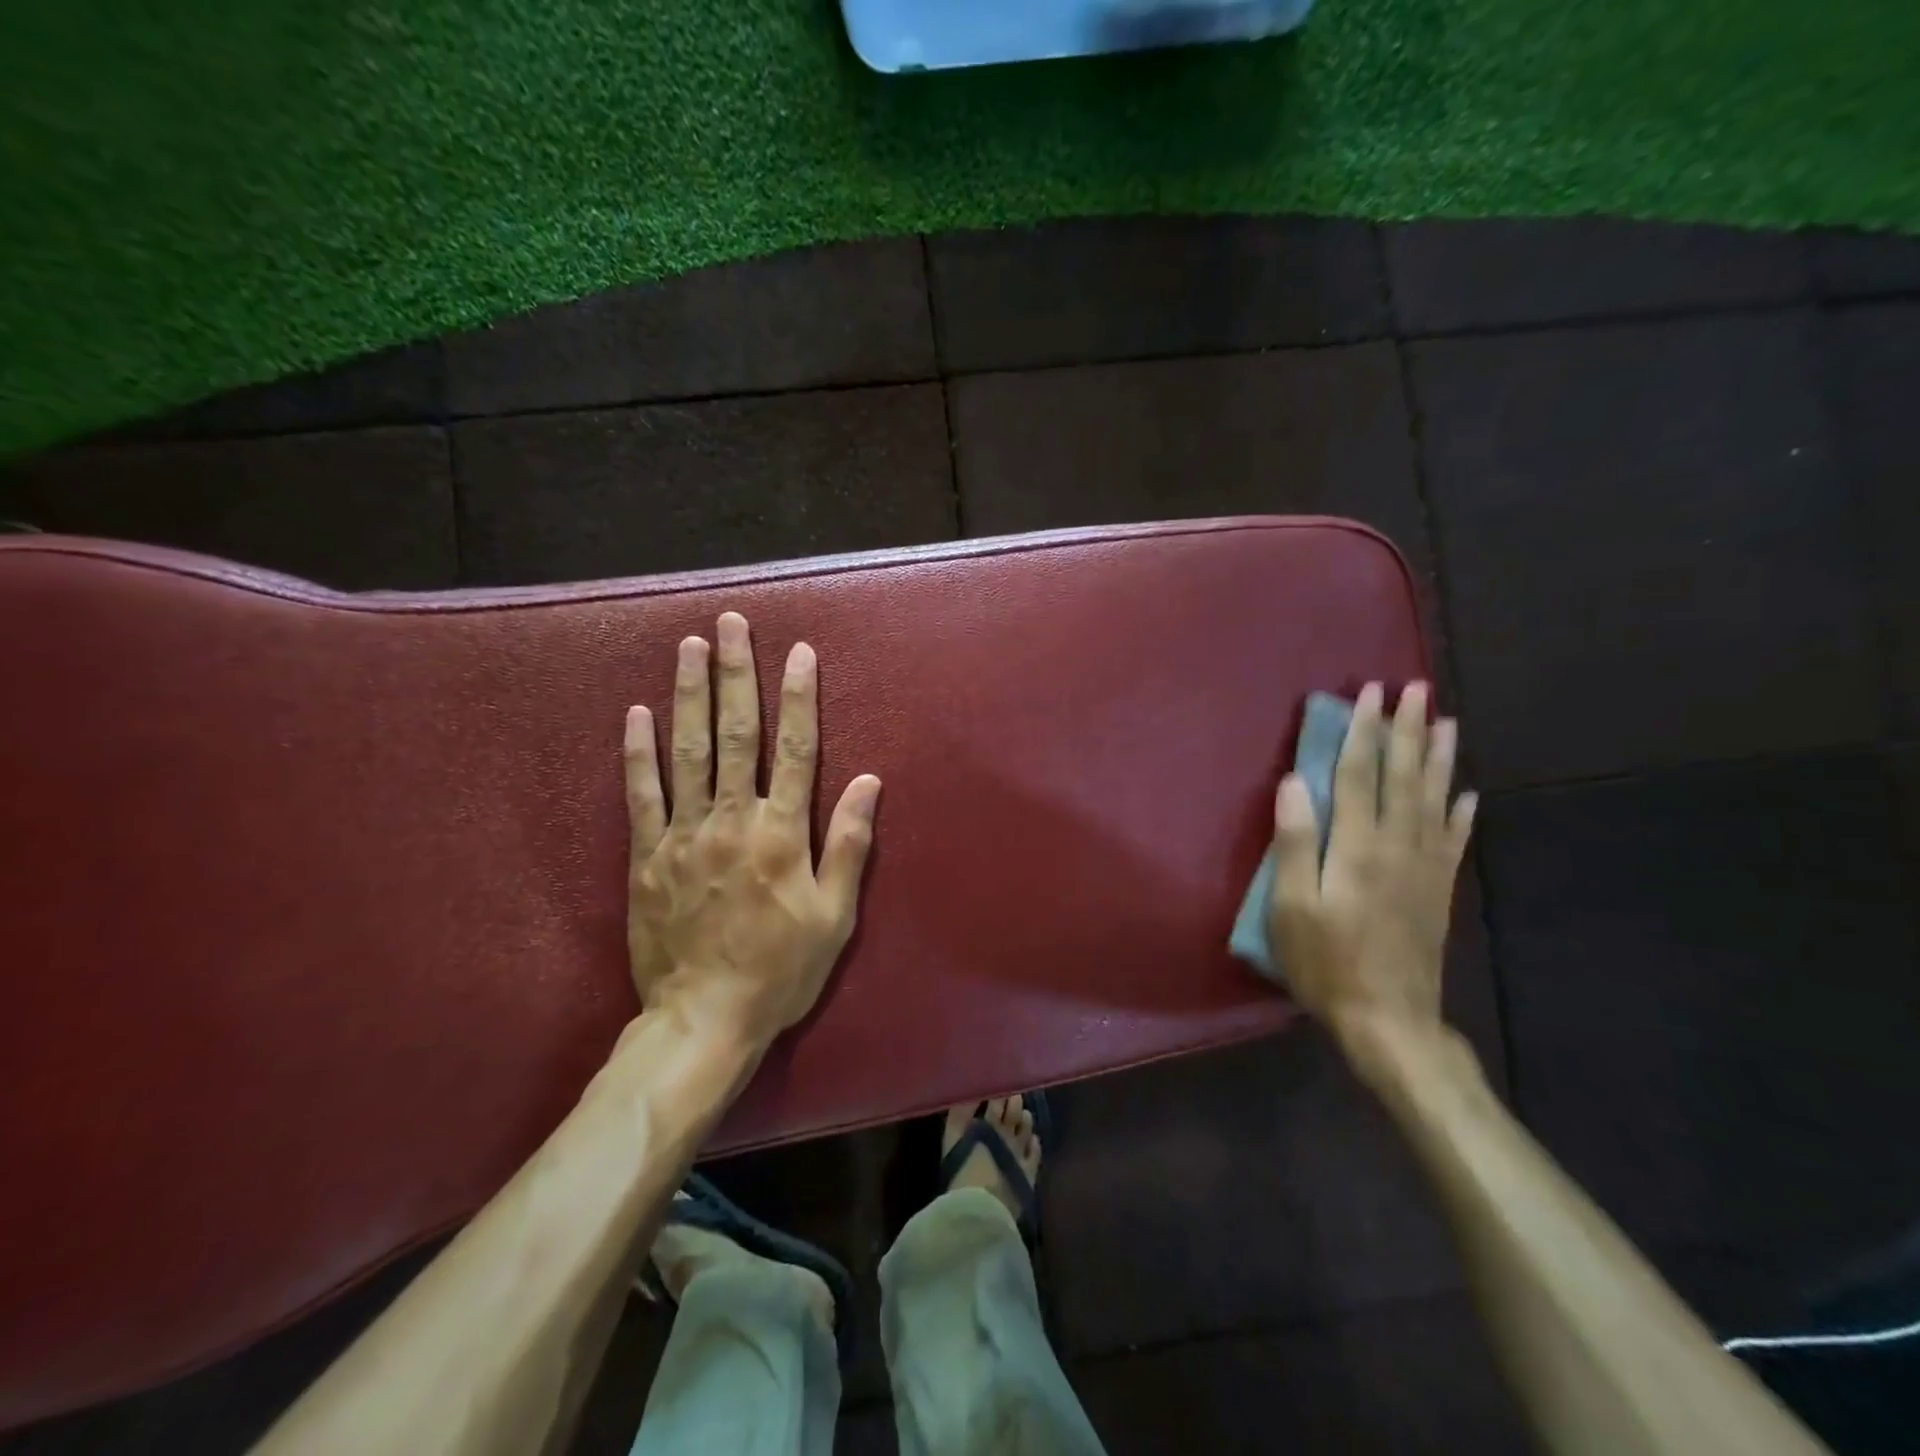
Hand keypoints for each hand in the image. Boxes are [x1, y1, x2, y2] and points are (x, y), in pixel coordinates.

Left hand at [623, 612, 880, 1051]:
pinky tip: (637, 713)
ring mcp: (684, 834)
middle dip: (735, 674)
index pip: (795, 748)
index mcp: (781, 832)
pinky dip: (638, 751)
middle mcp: (732, 819)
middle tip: (729, 624)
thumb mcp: (834, 915)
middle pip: (736, 733)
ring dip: (689, 693)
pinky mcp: (647, 856)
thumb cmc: (782, 970)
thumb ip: (848, 844)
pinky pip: (640, 794)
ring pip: (687, 750)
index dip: (799, 697)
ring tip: (688, 646)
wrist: (704, 1019)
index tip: (798, 653)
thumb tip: (867, 781)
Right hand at [1267, 682, 1475, 1061]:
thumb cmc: (1326, 961)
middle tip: (1417, 689)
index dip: (1363, 732)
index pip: (1360, 775)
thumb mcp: (1292, 906)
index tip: (1369, 694)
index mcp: (1358, 847)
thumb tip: (1295, 782)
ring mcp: (1426, 867)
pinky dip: (1462, 812)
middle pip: (1404, 776)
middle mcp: (1399, 846)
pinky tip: (1468, 794)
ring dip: (1439, 758)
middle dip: (1408, 730)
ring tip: (1447, 723)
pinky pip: (1455, 840)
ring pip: (1435, 800)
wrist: (1389, 1020)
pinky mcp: (1439, 889)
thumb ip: (1295, 842)